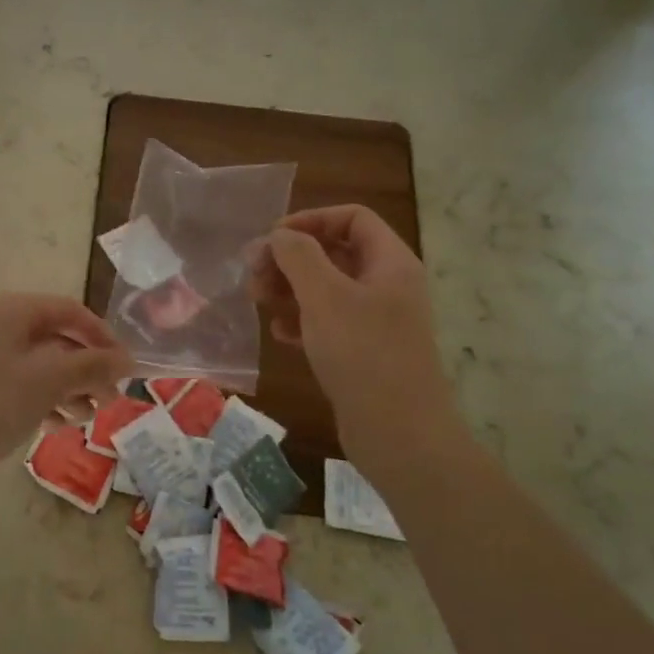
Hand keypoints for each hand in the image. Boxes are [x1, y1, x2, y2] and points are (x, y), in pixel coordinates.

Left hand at [0, 293, 132, 496]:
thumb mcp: (46, 383)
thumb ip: (91, 367)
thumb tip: (128, 359)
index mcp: (8, 309)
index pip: (69, 310)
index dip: (103, 337)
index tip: (126, 370)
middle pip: (52, 337)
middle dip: (85, 369)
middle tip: (108, 402)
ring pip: (33, 362)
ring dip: (65, 387)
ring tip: (83, 419)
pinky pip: (12, 379)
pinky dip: (38, 397)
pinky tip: (52, 425)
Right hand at [250, 205, 457, 476]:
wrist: (400, 435)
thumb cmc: (363, 354)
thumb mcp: (325, 296)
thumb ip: (298, 256)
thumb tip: (279, 236)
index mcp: (390, 263)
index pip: (352, 218)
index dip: (310, 220)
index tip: (272, 240)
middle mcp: (387, 286)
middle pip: (335, 252)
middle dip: (291, 259)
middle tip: (253, 274)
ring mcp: (377, 321)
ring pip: (327, 289)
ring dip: (290, 289)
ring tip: (257, 301)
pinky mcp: (363, 352)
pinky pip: (328, 323)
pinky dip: (301, 321)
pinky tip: (279, 334)